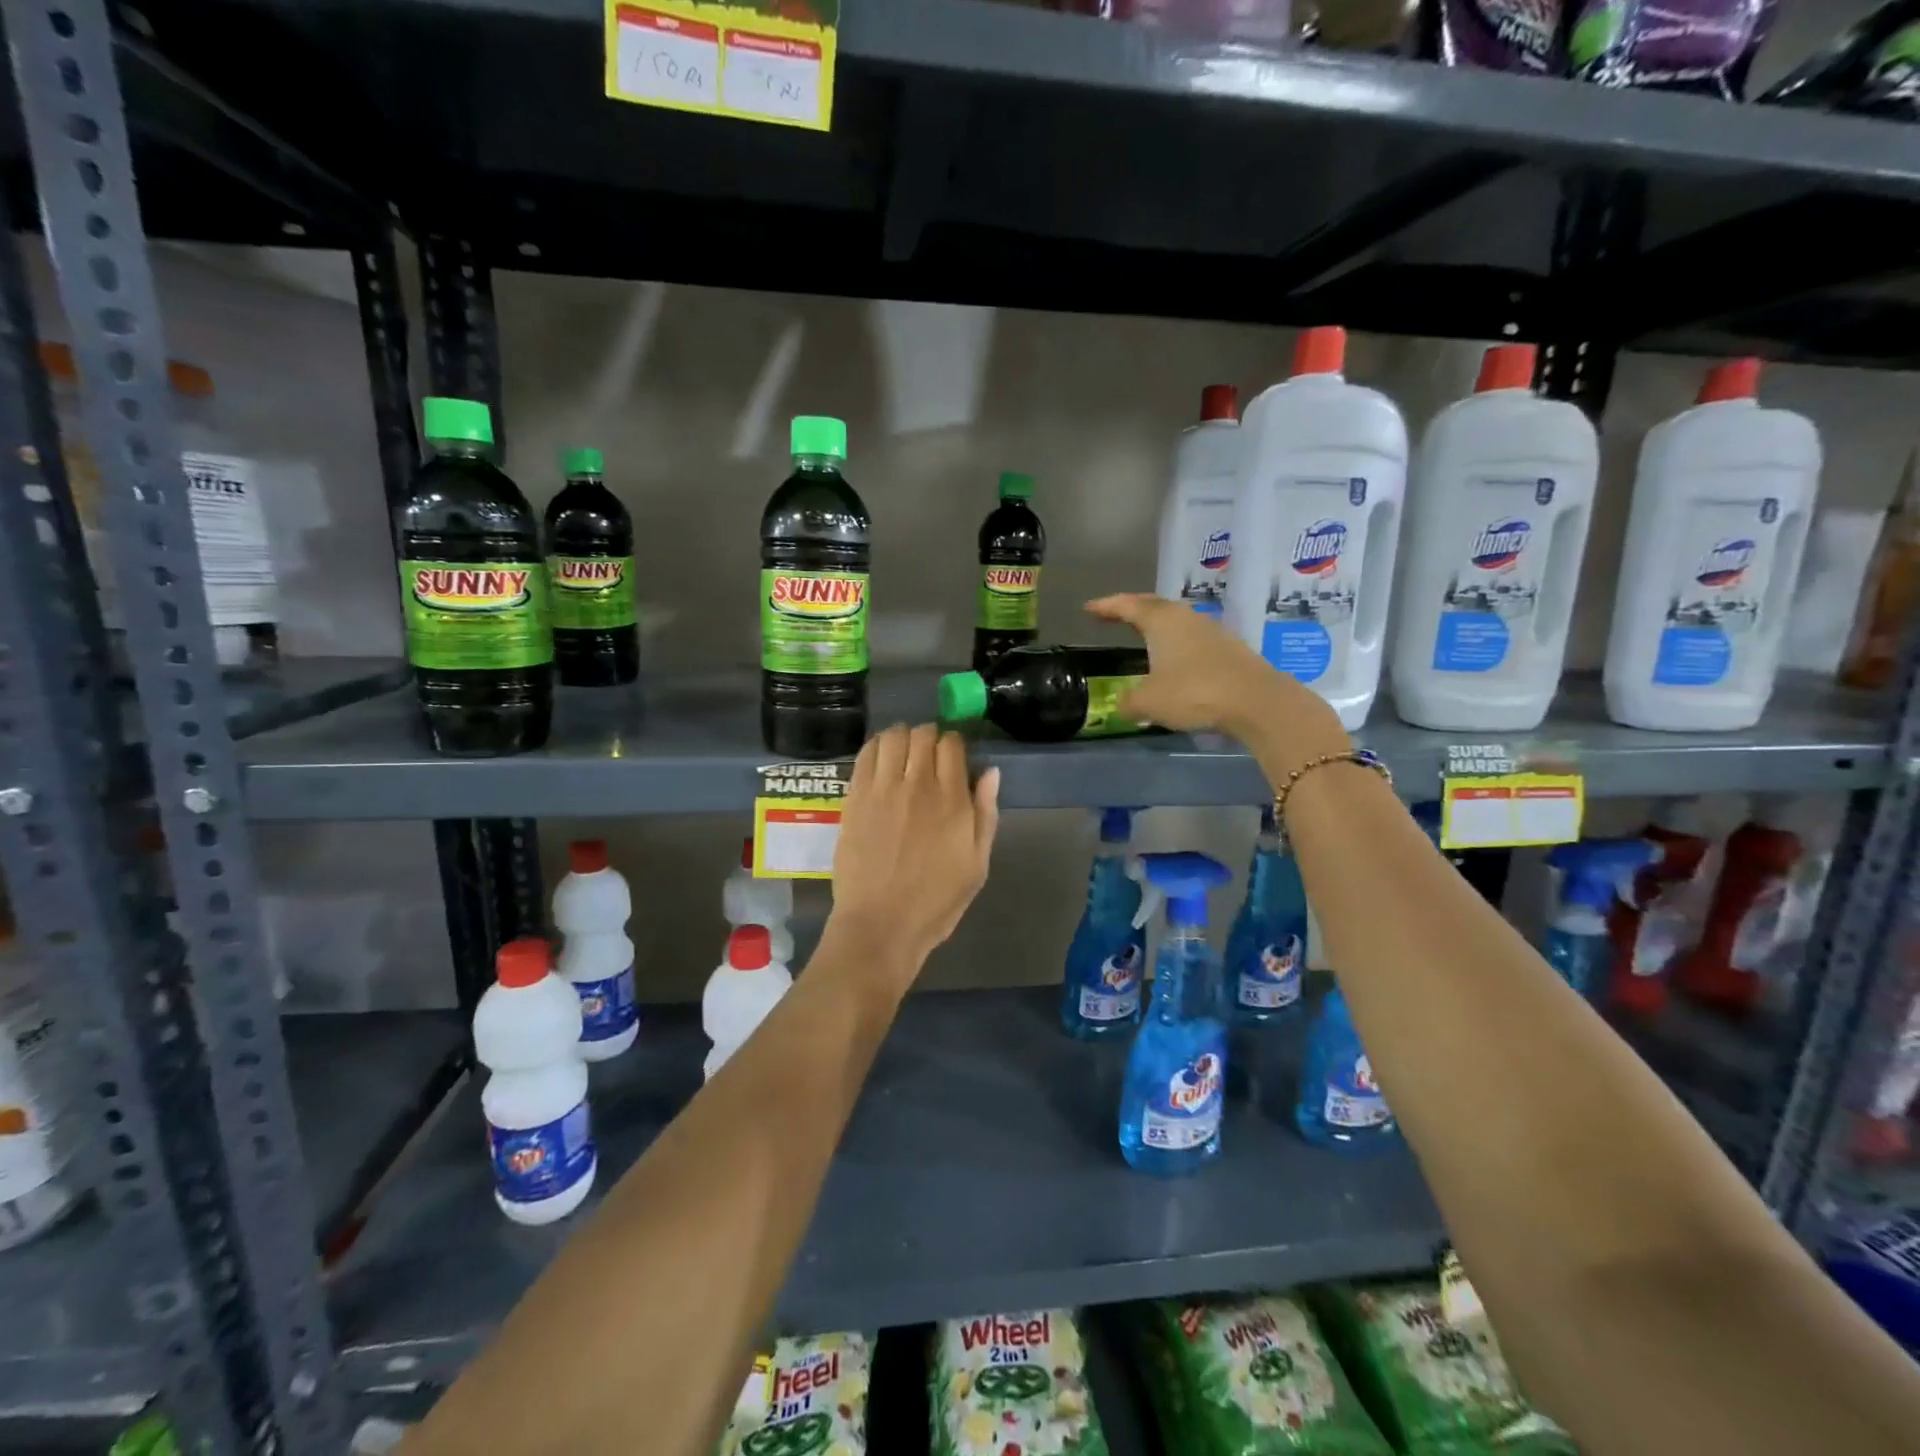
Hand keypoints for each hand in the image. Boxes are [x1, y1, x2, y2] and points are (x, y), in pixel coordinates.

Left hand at [829, 724, 999, 976]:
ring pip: (892, 736)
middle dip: (929, 737)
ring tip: (903, 754)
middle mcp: (918, 785)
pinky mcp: (855, 797)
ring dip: (901, 737)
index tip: (953, 758)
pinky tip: (880, 760)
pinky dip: (876, 747)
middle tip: (927, 755)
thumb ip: (985, 814)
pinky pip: (865, 754)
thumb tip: (991, 772)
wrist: (881, 925)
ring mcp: (882, 789)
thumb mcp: (977, 864)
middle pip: (923, 734)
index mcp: (952, 800)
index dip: (954, 745)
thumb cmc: (936, 901)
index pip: (952, 744)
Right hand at [1085, 593, 1347, 749]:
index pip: (1128, 606)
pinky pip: (1193, 639)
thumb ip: (1129, 702)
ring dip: (1158, 626)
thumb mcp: (1149, 702)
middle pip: (1154, 606)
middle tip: (1113, 615)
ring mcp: (1212, 631)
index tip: (1089, 608)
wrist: (1256, 702)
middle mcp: (1186, 618)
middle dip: (1131, 609)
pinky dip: (1177, 644)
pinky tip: (1174, 660)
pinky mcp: (1230, 649)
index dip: (1107, 607)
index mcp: (1162, 621)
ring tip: (1143, 636)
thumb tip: (1122, 704)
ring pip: (1177, 621)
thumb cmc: (1194, 693)